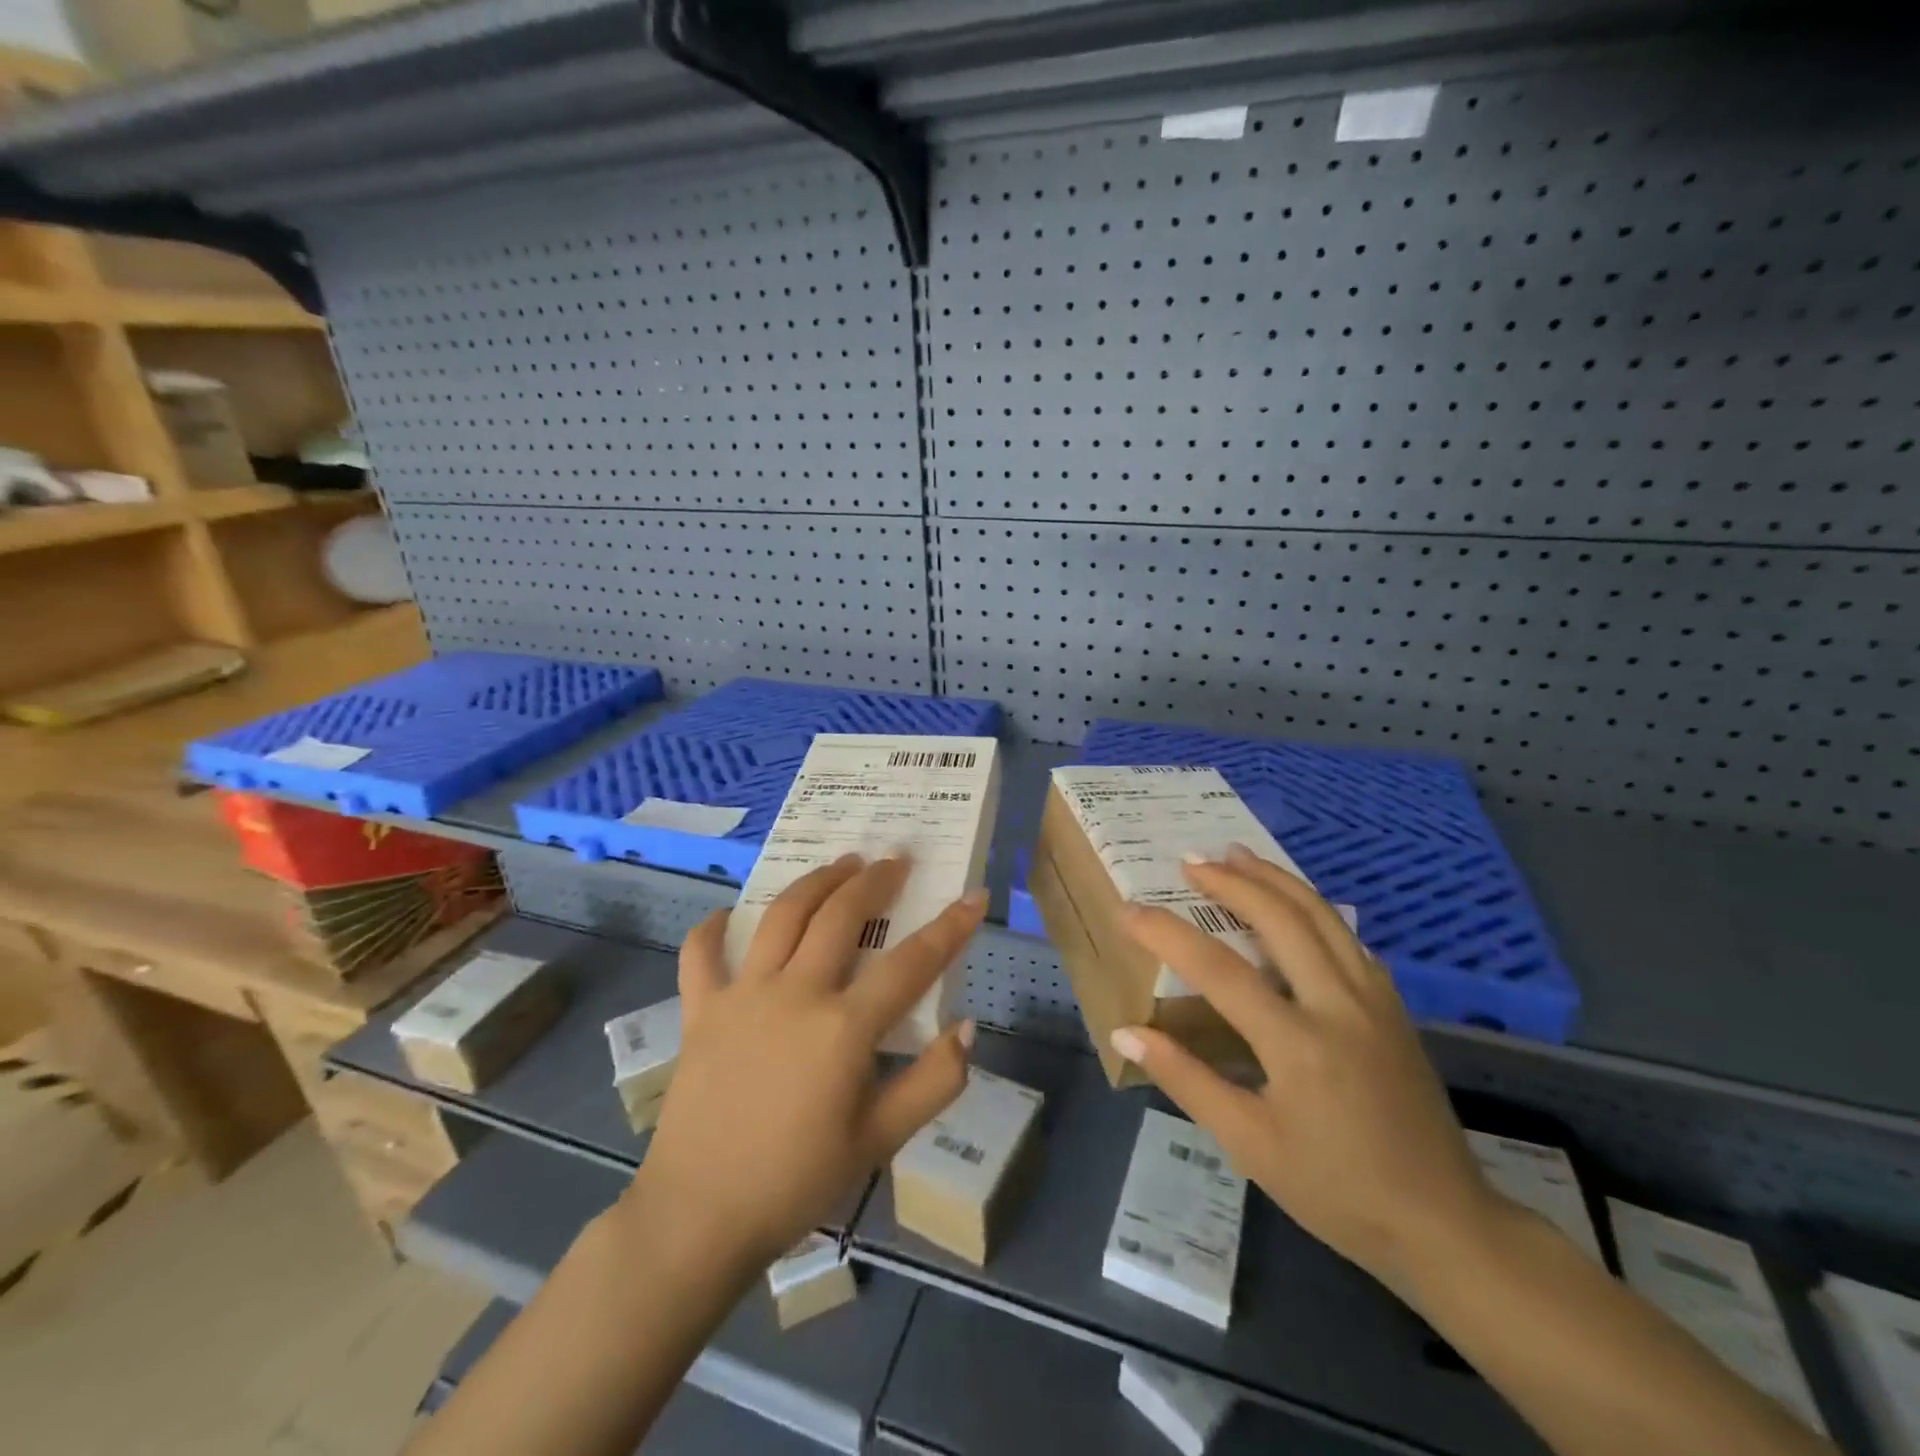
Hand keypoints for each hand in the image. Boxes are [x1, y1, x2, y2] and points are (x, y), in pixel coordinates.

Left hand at [627, 853, 983, 1269]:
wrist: (699, 1219)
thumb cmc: (797, 1182)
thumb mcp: (880, 1142)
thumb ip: (932, 1083)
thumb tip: (968, 1028)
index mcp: (843, 1028)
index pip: (911, 963)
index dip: (949, 927)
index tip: (973, 896)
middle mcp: (795, 994)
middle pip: (841, 916)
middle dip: (875, 881)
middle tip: (894, 860)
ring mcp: (742, 996)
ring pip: (782, 916)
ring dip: (816, 882)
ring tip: (840, 863)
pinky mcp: (701, 1011)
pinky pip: (701, 955)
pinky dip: (711, 929)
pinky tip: (725, 915)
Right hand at [1111, 845, 1496, 1291]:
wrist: (1444, 1224)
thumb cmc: (1336, 1190)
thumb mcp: (1249, 1144)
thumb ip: (1186, 1079)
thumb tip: (1126, 1030)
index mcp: (1297, 1043)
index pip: (1218, 969)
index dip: (1167, 934)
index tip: (1129, 911)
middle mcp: (1338, 1005)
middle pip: (1280, 918)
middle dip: (1232, 881)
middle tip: (1191, 860)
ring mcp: (1373, 1001)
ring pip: (1322, 916)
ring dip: (1275, 879)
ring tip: (1238, 854)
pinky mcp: (1393, 1008)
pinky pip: (1348, 938)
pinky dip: (1312, 909)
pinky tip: (1296, 905)